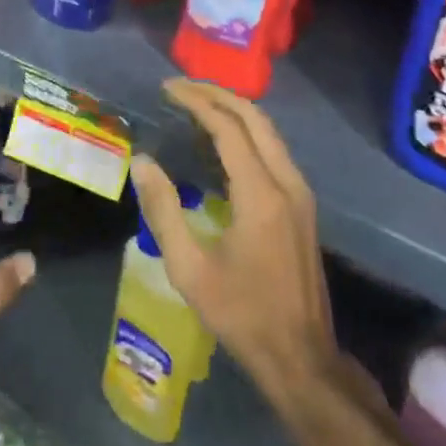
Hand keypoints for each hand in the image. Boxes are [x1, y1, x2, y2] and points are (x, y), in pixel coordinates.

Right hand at [132, 79, 337, 398]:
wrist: (302, 357)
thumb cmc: (241, 314)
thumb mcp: (190, 269)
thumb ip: (163, 210)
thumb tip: (142, 162)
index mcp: (261, 194)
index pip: (229, 127)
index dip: (197, 101)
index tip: (166, 89)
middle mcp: (287, 183)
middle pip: (255, 118)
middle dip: (217, 94)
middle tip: (180, 88)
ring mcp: (301, 194)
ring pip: (269, 132)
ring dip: (234, 111)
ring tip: (195, 105)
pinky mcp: (303, 206)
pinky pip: (274, 151)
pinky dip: (246, 133)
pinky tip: (221, 143)